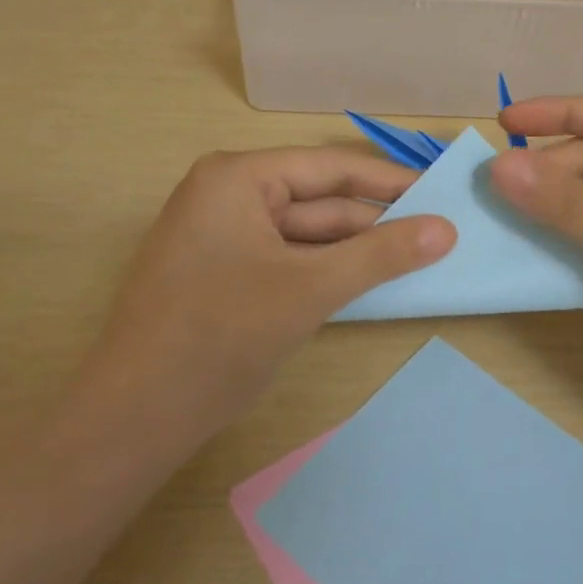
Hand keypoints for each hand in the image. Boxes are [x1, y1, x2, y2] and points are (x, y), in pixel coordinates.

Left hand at [89, 146, 455, 438]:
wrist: (137, 416)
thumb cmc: (222, 336)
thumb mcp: (310, 289)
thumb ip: (380, 255)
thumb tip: (446, 229)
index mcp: (237, 178)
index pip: (329, 167)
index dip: (388, 182)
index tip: (441, 193)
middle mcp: (226, 195)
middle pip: (317, 201)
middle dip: (373, 222)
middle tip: (438, 235)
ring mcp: (221, 236)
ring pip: (303, 234)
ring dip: (353, 251)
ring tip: (416, 259)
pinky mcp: (222, 273)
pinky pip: (285, 260)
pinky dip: (324, 271)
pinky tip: (366, 282)